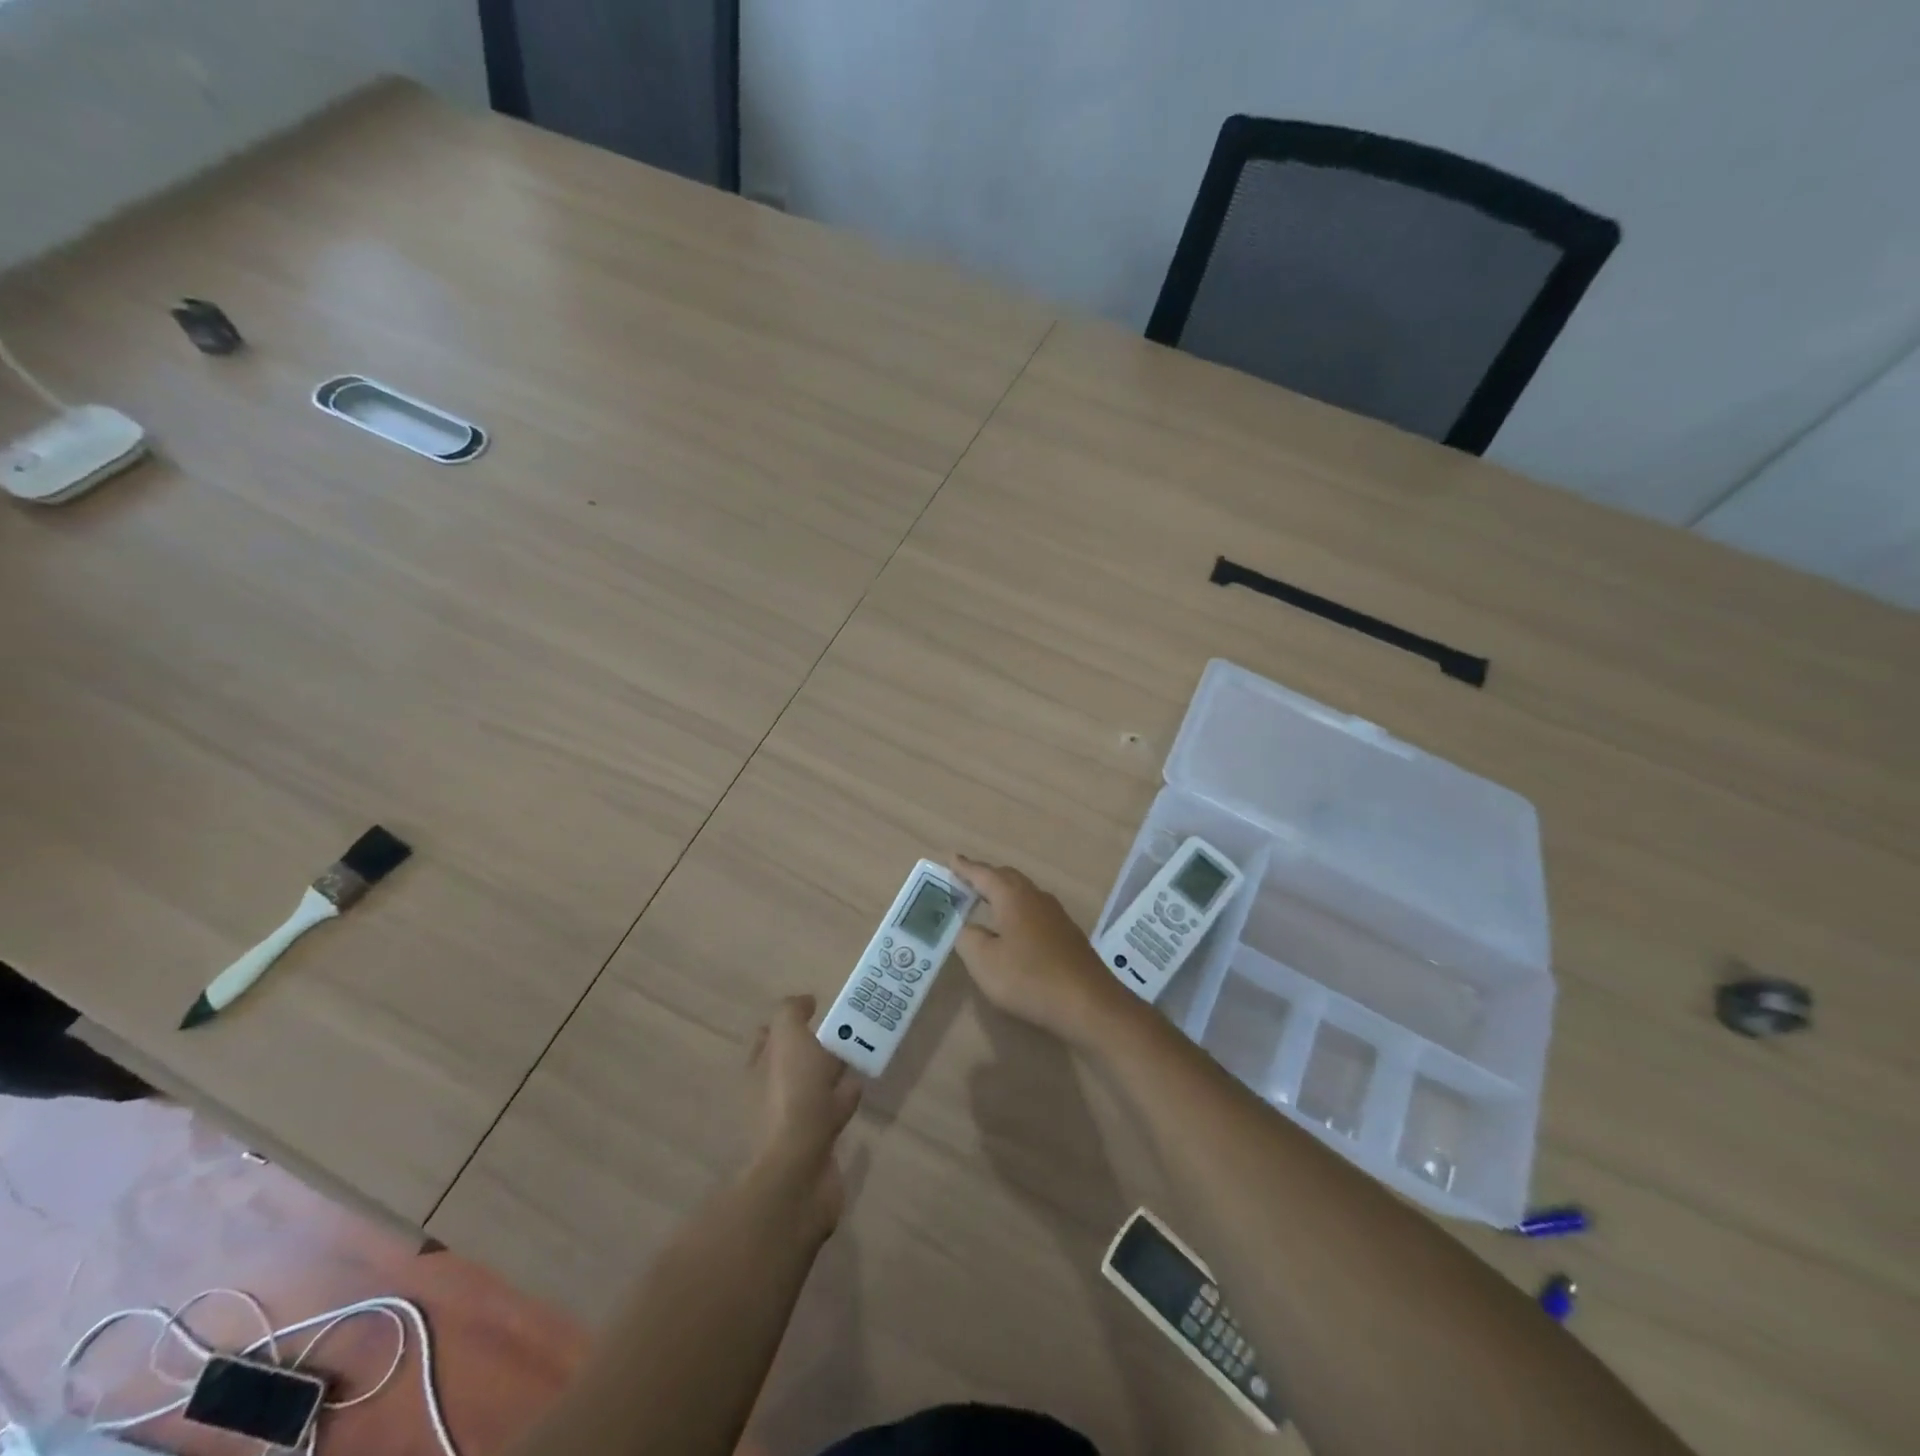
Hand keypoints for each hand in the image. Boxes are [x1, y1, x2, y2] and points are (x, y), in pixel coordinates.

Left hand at [746, 996, 861, 1222]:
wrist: (798, 1172)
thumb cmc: (791, 1098)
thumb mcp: (788, 1039)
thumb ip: (792, 1014)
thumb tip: (804, 1002)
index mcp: (758, 1069)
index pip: (770, 1037)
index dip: (791, 1022)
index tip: (818, 1009)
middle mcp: (769, 1095)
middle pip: (794, 1062)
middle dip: (816, 1047)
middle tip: (847, 1030)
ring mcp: (791, 1123)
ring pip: (815, 1088)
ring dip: (833, 1073)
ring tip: (859, 1054)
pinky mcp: (816, 1146)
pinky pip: (832, 1114)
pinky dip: (844, 1100)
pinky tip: (860, 1089)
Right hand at [950, 856, 1135, 1047]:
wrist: (1088, 1003)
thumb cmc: (1029, 978)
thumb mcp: (984, 962)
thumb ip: (968, 938)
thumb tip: (967, 926)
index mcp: (1012, 897)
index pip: (983, 874)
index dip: (965, 868)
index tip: (951, 857)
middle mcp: (1035, 897)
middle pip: (1006, 878)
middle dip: (984, 877)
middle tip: (964, 880)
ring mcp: (1055, 914)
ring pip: (1023, 893)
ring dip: (1002, 893)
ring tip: (985, 901)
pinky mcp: (1067, 933)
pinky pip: (1034, 910)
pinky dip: (1017, 910)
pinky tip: (1013, 928)